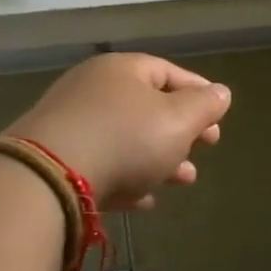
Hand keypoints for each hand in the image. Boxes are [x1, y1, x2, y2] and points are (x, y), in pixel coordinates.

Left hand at [8, 53, 230, 209]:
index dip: (199, 92)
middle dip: (181, 131)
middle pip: (147, 107)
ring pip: (126, 139)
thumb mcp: (178, 120)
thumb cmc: (125, 138)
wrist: (49, 177)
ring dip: (159, 159)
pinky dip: (128, 178)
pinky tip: (144, 200)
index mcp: (122, 70)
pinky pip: (102, 164)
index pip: (168, 72)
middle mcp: (93, 90)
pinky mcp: (58, 160)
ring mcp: (72, 124)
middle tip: (204, 150)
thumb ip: (204, 106)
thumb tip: (220, 93)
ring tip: (184, 180)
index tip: (219, 117)